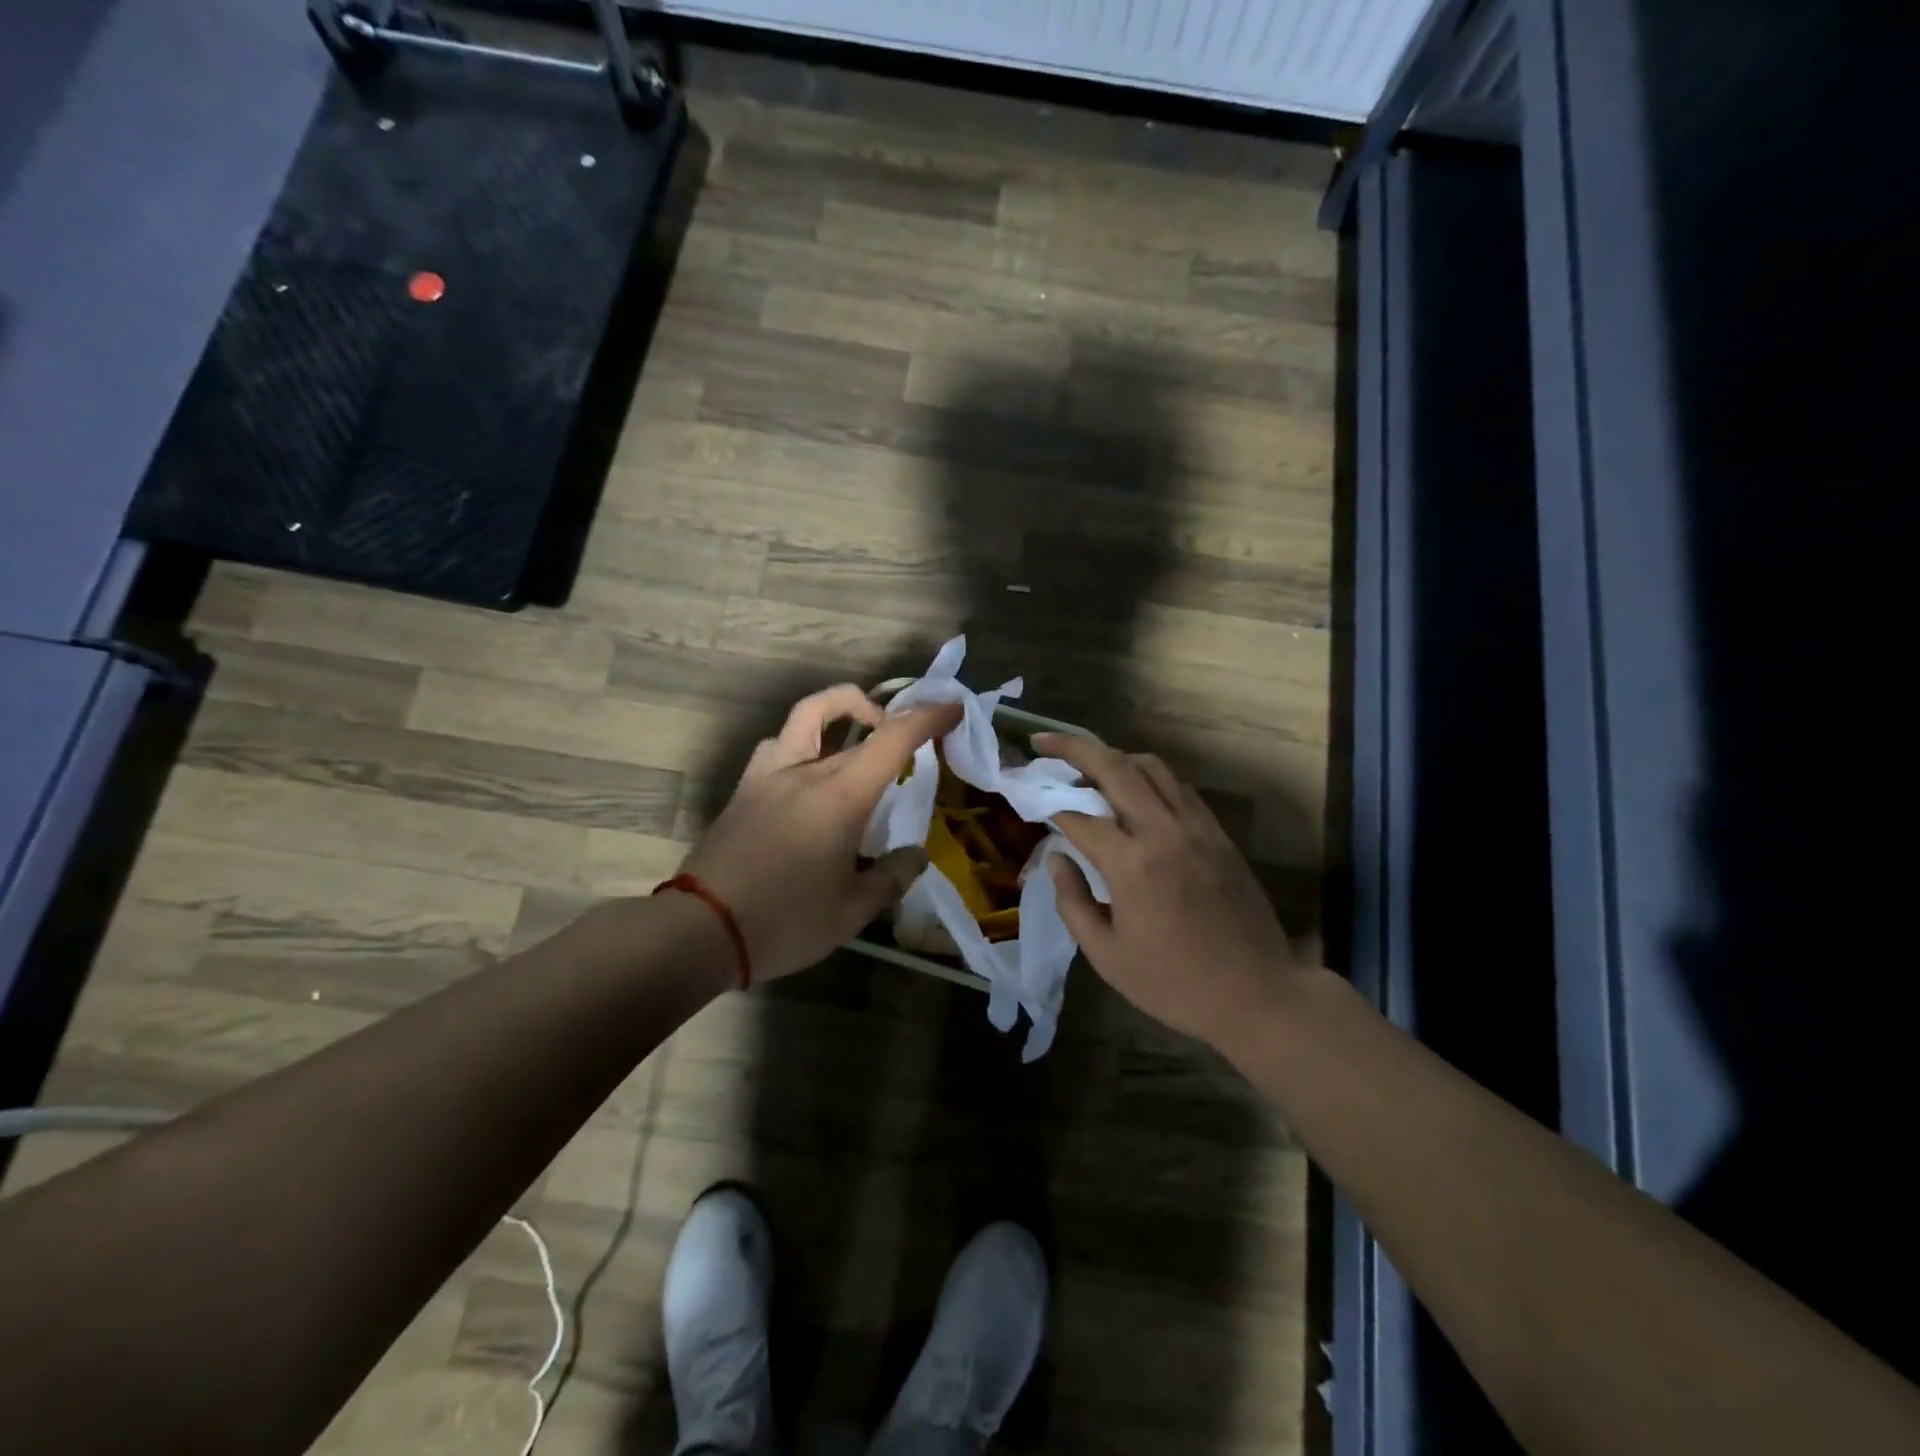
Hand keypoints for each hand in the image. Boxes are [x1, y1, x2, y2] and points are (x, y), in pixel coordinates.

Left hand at [680, 686, 960, 981]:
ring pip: (807, 716)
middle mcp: (805, 770)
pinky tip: (810, 774)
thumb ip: (891, 878)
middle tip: (916, 738)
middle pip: (856, 723)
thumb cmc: (784, 921)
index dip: (927, 717)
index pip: (892, 738)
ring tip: (858, 742)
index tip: (952, 709)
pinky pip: (779, 746)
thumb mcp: (851, 912)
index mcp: (840, 795)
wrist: (699, 930)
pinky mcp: (744, 790)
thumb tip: (915, 856)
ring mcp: (768, 775)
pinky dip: (804, 743)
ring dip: (840, 712)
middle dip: (893, 720)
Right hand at [1038, 733, 1305, 1046]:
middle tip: (1044, 741)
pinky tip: (1134, 791)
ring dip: (1114, 757)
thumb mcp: (1107, 956)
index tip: (1033, 803)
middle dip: (1074, 748)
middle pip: (1115, 767)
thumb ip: (1073, 902)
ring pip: (1152, 767)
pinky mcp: (1219, 834)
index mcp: (1133, 865)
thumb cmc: (1174, 984)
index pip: (1080, 817)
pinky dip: (1149, 778)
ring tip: (1088, 763)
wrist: (1257, 994)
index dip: (1051, 808)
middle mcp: (1164, 832)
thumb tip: (1056, 858)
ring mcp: (1197, 828)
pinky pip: (1179, 788)